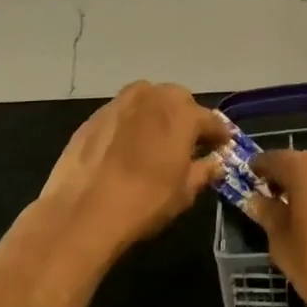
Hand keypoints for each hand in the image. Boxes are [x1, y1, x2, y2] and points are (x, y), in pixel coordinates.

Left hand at [33, 81, 228, 259]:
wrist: (83, 210)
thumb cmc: (145, 200)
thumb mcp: (184, 192)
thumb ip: (203, 171)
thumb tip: (214, 163)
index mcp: (181, 112)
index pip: (210, 119)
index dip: (218, 134)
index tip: (222, 145)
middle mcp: (152, 97)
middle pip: (177, 100)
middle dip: (185, 118)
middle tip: (187, 143)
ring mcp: (119, 103)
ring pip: (147, 101)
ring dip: (156, 116)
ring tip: (156, 142)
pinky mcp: (94, 116)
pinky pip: (122, 114)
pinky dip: (130, 125)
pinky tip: (126, 149)